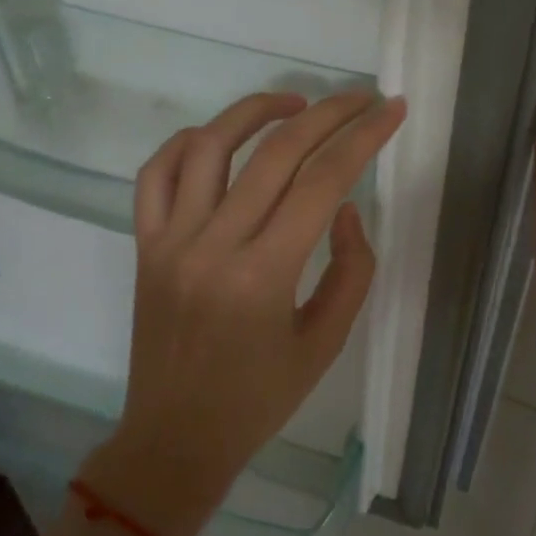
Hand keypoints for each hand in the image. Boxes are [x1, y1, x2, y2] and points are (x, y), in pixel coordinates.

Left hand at [82, 89, 407, 535]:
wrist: (175, 438)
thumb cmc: (260, 399)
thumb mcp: (326, 342)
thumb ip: (351, 270)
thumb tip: (345, 207)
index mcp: (264, 276)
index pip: (323, 181)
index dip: (364, 137)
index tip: (391, 109)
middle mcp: (213, 245)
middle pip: (276, 152)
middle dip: (328, 113)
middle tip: (361, 97)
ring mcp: (170, 241)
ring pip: (209, 146)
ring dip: (256, 111)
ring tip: (297, 104)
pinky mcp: (144, 245)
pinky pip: (155, 174)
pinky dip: (188, 143)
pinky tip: (221, 138)